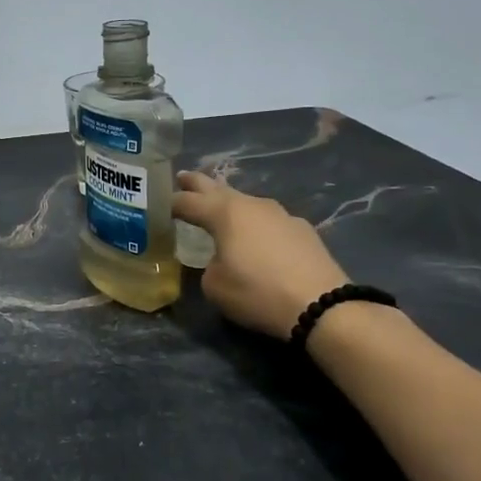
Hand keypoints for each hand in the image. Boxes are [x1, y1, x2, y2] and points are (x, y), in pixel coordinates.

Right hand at [172, 171, 349, 339]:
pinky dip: (255, 223)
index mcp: (225, 213)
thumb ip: (209, 265)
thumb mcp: (215, 286)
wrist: (321, 304)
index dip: (171, 202)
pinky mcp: (302, 229)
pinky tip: (256, 236)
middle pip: (217, 188)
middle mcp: (252, 205)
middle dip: (198, 183)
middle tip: (183, 177)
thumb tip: (220, 259)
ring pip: (246, 202)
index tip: (158, 203)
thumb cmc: (258, 293)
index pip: (188, 201)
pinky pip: (268, 220)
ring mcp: (281, 214)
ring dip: (229, 203)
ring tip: (219, 209)